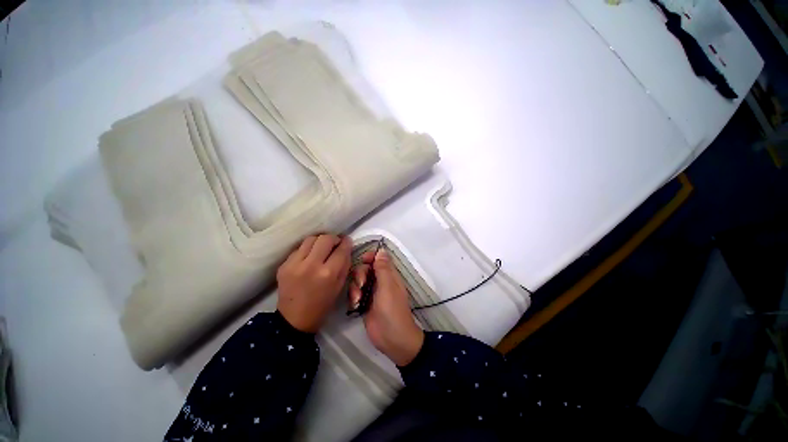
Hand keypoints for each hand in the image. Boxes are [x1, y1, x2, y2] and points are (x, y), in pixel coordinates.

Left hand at [277, 234, 351, 332]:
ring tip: (322, 249)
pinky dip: (307, 249)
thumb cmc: (323, 304)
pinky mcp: (284, 265)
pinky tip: (309, 258)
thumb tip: (346, 246)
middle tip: (335, 244)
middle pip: (325, 239)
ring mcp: (295, 264)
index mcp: (328, 273)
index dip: (346, 242)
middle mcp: (311, 265)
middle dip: (333, 239)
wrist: (294, 319)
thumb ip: (345, 264)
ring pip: (311, 239)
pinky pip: (299, 248)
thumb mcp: (340, 285)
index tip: (347, 241)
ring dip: (320, 241)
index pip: (341, 249)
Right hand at [350, 247, 423, 365]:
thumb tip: (381, 250)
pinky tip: (355, 305)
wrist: (392, 338)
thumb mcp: (388, 287)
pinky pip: (355, 294)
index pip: (379, 259)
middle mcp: (380, 281)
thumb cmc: (392, 310)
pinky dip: (353, 297)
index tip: (363, 260)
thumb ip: (383, 268)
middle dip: (360, 274)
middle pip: (366, 269)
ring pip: (359, 281)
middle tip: (361, 285)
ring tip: (358, 298)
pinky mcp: (364, 303)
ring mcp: (372, 293)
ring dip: (355, 287)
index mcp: (389, 275)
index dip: (371, 257)